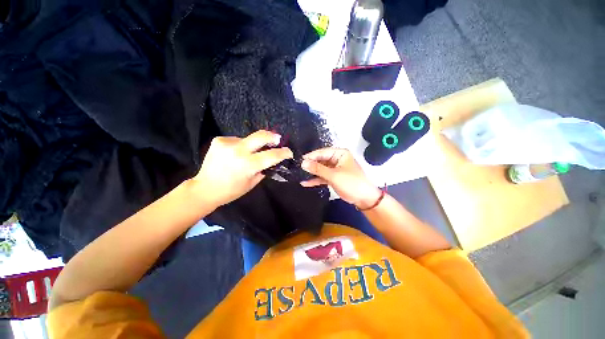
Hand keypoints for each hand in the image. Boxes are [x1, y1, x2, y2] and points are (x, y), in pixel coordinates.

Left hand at [191, 130, 292, 207]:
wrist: (205, 188)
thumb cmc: (231, 190)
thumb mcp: (252, 182)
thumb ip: (263, 169)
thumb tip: (271, 160)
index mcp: (248, 165)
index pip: (272, 155)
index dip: (284, 153)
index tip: (289, 152)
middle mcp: (239, 151)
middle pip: (261, 136)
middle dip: (273, 136)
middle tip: (277, 139)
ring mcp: (228, 143)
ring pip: (248, 139)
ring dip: (253, 145)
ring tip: (248, 153)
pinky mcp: (219, 140)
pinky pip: (237, 140)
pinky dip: (240, 146)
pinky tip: (235, 154)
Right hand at [300, 148, 381, 208]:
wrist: (363, 198)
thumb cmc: (351, 183)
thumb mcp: (333, 175)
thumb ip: (318, 169)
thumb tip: (303, 163)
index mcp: (340, 154)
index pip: (322, 152)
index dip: (311, 156)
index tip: (300, 160)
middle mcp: (336, 159)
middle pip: (320, 160)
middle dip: (310, 165)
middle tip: (298, 168)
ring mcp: (334, 169)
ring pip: (320, 168)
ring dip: (312, 173)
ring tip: (299, 175)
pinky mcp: (333, 177)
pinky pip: (322, 176)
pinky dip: (315, 180)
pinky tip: (305, 183)